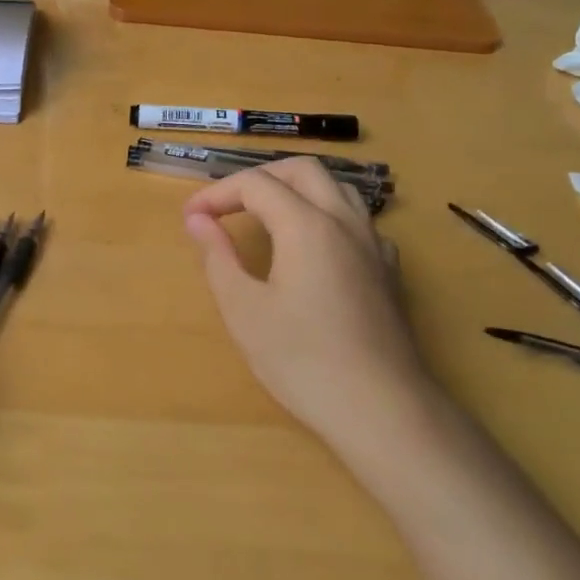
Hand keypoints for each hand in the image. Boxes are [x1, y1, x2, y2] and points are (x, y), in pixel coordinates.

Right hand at [183, 158, 431, 447]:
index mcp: (307, 225)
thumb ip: (218, 256)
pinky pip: (357, 220)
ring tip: (266, 217)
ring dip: (296, 189)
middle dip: (259, 178)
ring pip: (337, 188)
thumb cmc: (302, 360)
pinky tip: (314, 249)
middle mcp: (345, 221)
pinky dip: (326, 215)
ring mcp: (374, 244)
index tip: (191, 218)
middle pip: (302, 170)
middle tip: (228, 206)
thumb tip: (198, 220)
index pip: (256, 185)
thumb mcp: (244, 310)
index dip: (217, 194)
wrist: (381, 409)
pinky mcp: (389, 271)